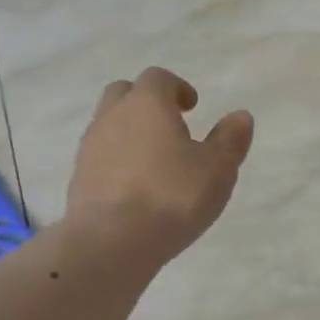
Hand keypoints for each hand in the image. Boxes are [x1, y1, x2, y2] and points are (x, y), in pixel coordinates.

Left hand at [67, 67, 253, 261]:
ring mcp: (90, 147)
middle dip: (145, 102)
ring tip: (153, 161)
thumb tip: (240, 116)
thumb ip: (230, 140)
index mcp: (147, 104)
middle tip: (169, 125)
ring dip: (129, 132)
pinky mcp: (78, 178)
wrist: (111, 240)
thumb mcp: (217, 169)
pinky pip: (99, 157)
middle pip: (124, 93)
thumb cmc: (173, 196)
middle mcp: (113, 116)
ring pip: (108, 124)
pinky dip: (116, 161)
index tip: (191, 107)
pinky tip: (134, 187)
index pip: (158, 78)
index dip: (177, 88)